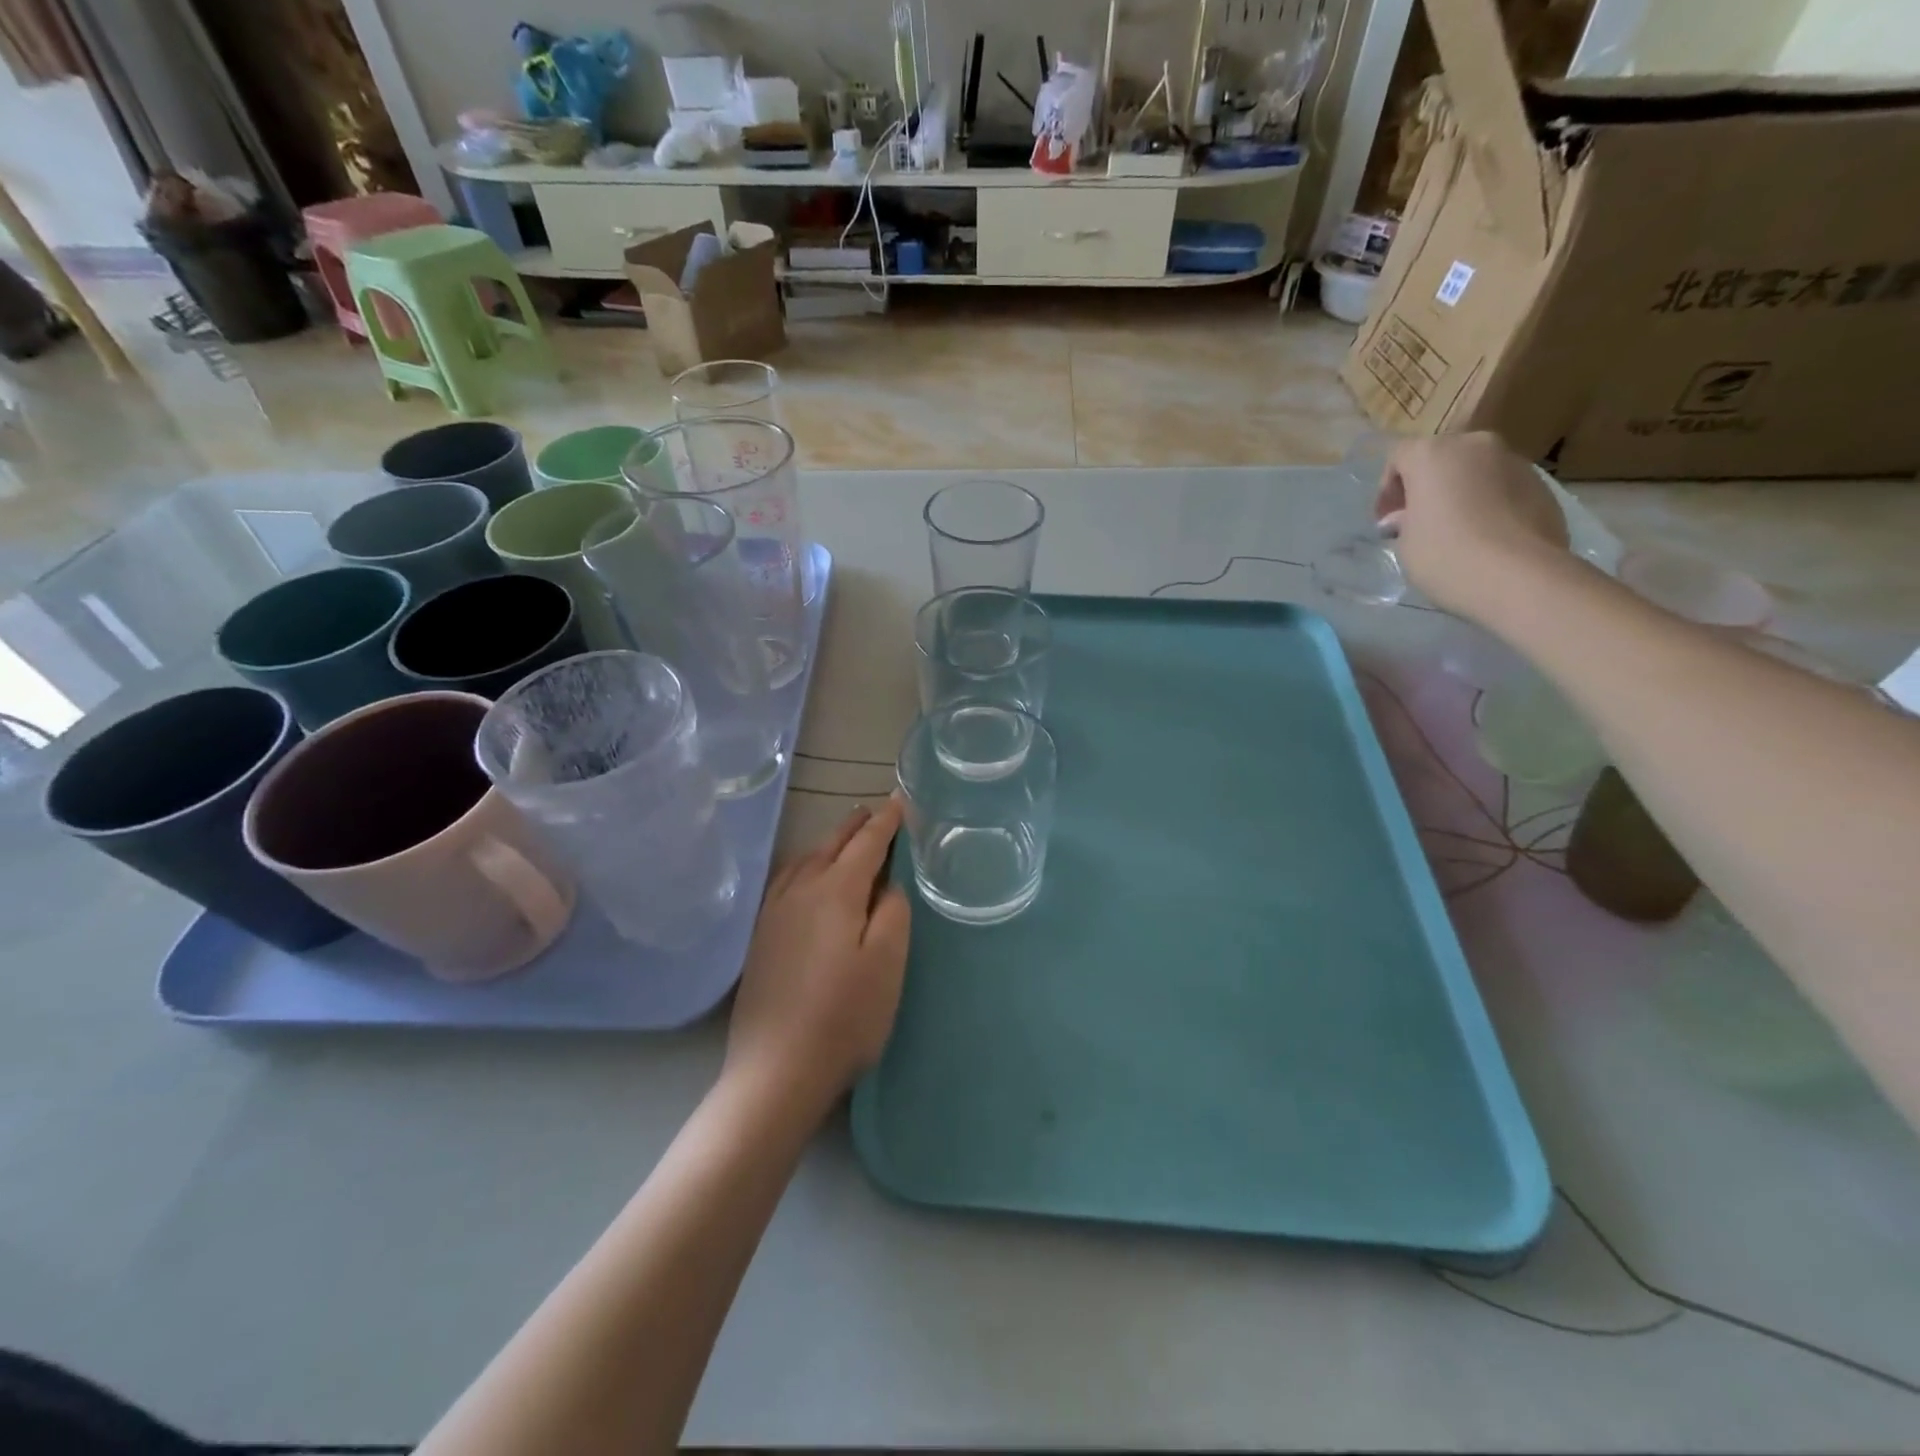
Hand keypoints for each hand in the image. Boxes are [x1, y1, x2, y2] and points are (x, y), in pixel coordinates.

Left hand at [724, 798, 910, 1113]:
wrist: (776, 1070)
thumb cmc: (844, 1017)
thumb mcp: (888, 963)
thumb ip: (894, 913)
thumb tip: (887, 885)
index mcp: (836, 892)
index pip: (866, 844)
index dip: (886, 822)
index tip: (900, 802)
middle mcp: (800, 891)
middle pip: (831, 846)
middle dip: (856, 826)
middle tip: (876, 812)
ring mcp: (774, 914)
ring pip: (806, 861)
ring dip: (830, 843)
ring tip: (847, 838)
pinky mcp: (761, 937)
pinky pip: (786, 881)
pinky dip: (806, 865)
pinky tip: (807, 878)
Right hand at [1375, 432, 1571, 620]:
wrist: (1519, 575)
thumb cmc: (1445, 555)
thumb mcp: (1406, 543)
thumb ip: (1404, 521)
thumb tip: (1406, 518)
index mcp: (1432, 454)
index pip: (1399, 457)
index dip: (1387, 489)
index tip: (1386, 521)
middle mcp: (1475, 446)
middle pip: (1442, 458)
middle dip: (1427, 486)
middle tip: (1418, 521)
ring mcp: (1513, 461)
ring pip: (1475, 471)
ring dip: (1460, 492)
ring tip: (1454, 530)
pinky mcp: (1541, 484)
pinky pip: (1502, 487)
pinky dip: (1488, 503)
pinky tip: (1484, 536)